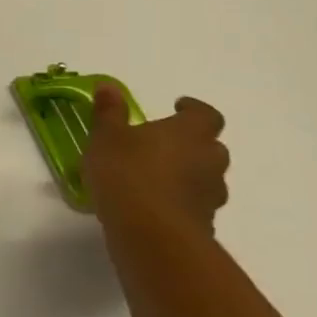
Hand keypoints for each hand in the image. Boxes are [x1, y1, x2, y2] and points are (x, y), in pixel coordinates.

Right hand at [83, 85, 230, 235]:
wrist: (151, 230)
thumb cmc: (126, 171)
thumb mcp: (106, 136)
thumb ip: (109, 112)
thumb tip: (109, 86)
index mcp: (189, 133)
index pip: (205, 115)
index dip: (193, 109)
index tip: (178, 106)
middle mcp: (209, 159)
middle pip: (209, 145)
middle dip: (188, 142)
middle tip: (159, 143)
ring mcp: (211, 191)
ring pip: (203, 174)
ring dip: (185, 171)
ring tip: (152, 175)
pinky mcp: (205, 219)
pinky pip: (193, 200)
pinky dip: (178, 197)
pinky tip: (151, 201)